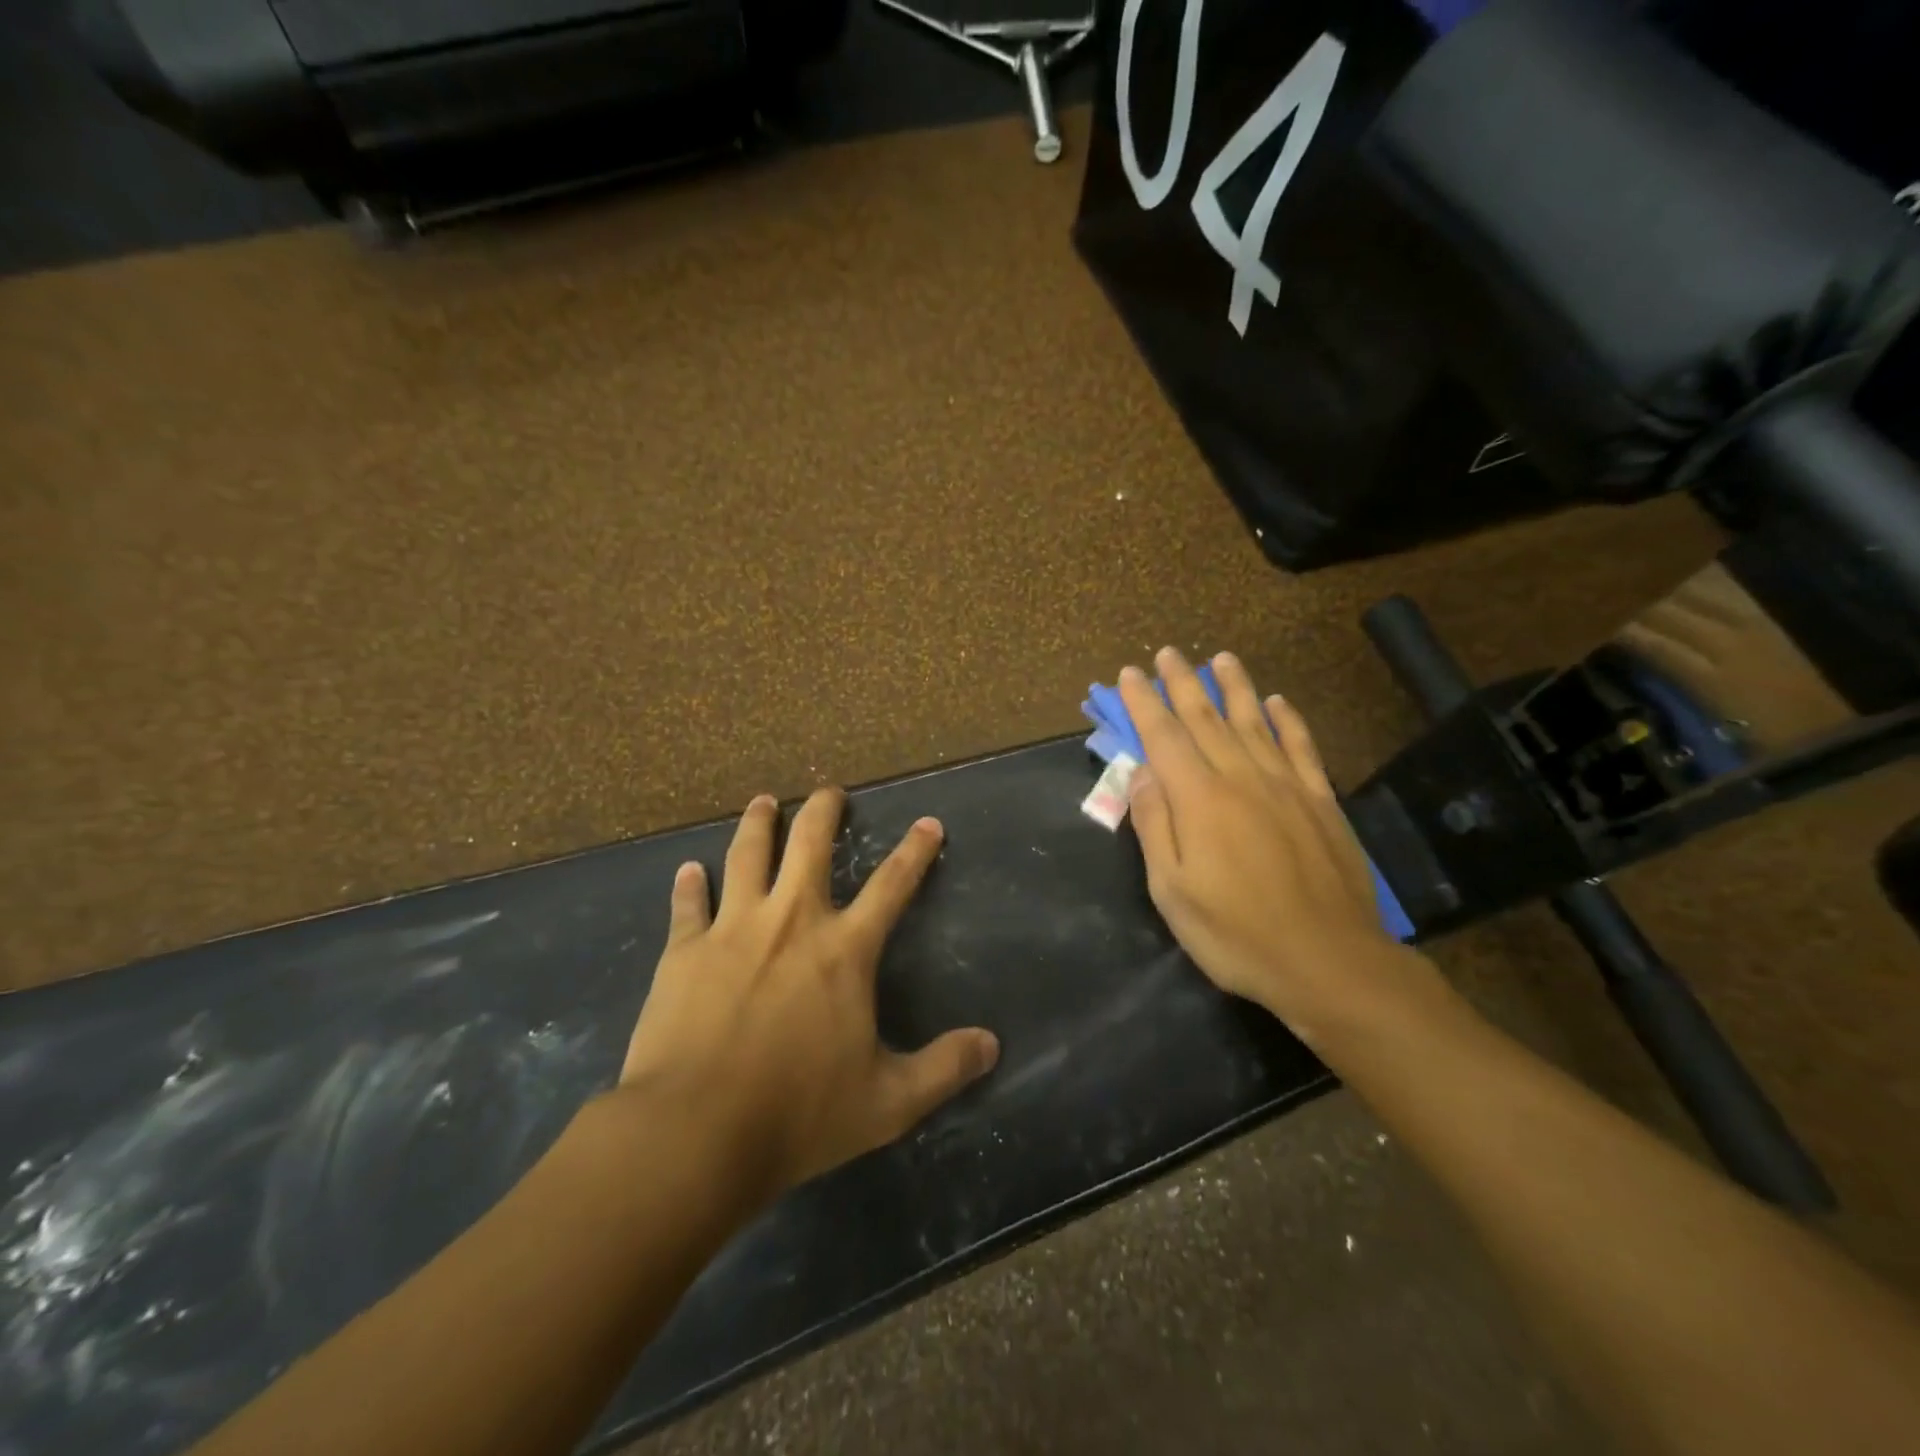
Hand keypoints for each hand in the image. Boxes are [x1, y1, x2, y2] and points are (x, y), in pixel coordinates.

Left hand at [616, 789, 999, 1200]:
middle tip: (830, 791)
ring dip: (758, 824)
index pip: (892, 886)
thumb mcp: (888, 1102)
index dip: (915, 852)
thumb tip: (992, 1045)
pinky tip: (687, 870)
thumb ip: (943, 1069)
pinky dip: (688, 885)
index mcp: (843, 950)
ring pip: (747, 856)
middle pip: (809, 845)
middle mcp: (791, 921)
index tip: (928, 823)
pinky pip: (687, 905)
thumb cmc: (798, 1114)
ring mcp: (733, 929)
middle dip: (824, 811)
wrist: (695, 1131)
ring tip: (764, 802)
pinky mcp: (684, 950)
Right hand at [1119, 648, 1433, 1040]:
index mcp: (1199, 799)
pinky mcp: (1321, 802)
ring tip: (1220, 659)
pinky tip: (1278, 702)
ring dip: (1234, 687)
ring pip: (1254, 722)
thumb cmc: (1236, 933)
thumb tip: (1142, 772)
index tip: (1130, 673)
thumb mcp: (1172, 890)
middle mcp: (1241, 778)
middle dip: (1182, 684)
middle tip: (1167, 653)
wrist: (1328, 961)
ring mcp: (1286, 786)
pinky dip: (1288, 721)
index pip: (1164, 736)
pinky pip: (1301, 748)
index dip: (1143, 703)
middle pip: (1206, 719)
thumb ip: (1155, 825)